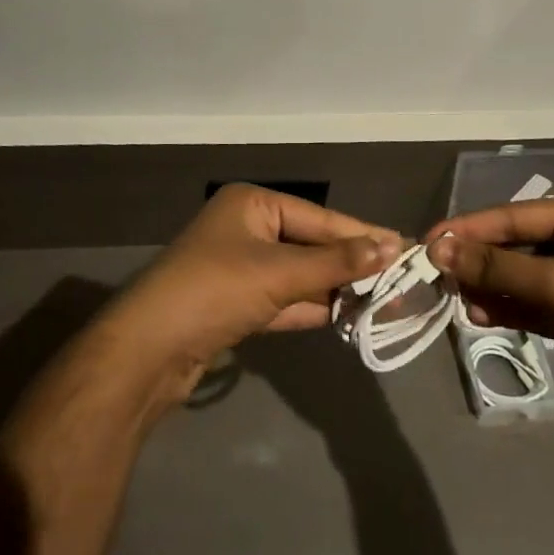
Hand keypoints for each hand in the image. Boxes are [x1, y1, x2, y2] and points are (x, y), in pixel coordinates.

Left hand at [106, 184, 401, 404]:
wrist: (149, 350)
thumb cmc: (215, 290)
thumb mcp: (278, 273)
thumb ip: (334, 263)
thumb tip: (390, 246)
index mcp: (252, 204)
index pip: (318, 217)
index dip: (360, 234)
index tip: (404, 248)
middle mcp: (246, 228)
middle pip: (309, 245)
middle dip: (349, 264)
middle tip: (401, 280)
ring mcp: (240, 268)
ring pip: (298, 275)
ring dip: (333, 288)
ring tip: (383, 300)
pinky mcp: (236, 304)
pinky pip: (284, 300)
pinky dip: (311, 307)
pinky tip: (346, 316)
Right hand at [427, 198, 553, 444]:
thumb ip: (498, 267)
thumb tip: (439, 249)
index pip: (511, 215)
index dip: (468, 228)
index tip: (428, 242)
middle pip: (513, 244)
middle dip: (477, 260)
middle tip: (438, 275)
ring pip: (519, 276)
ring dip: (489, 286)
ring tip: (457, 300)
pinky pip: (531, 303)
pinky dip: (506, 308)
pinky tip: (479, 316)